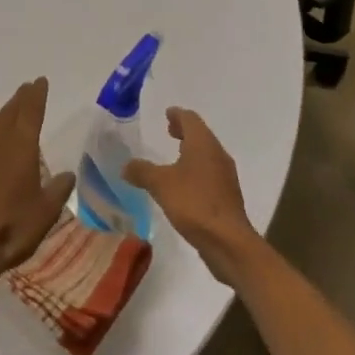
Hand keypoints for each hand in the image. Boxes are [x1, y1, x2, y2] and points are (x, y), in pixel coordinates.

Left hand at [0, 78, 74, 297]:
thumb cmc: (11, 228)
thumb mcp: (46, 213)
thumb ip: (58, 190)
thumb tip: (68, 175)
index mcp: (22, 146)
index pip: (32, 111)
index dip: (37, 95)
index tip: (40, 81)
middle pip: (9, 112)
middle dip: (19, 98)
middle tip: (25, 87)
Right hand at [123, 108, 261, 284]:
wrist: (228, 241)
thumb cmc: (194, 203)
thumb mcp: (160, 184)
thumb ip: (142, 171)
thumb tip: (126, 165)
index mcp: (203, 143)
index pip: (190, 119)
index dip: (177, 114)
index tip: (168, 113)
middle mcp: (217, 154)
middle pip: (201, 135)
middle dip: (185, 131)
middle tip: (169, 130)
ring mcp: (225, 176)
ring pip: (207, 154)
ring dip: (191, 151)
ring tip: (174, 157)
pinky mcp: (227, 196)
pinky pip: (210, 173)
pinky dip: (197, 170)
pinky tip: (185, 184)